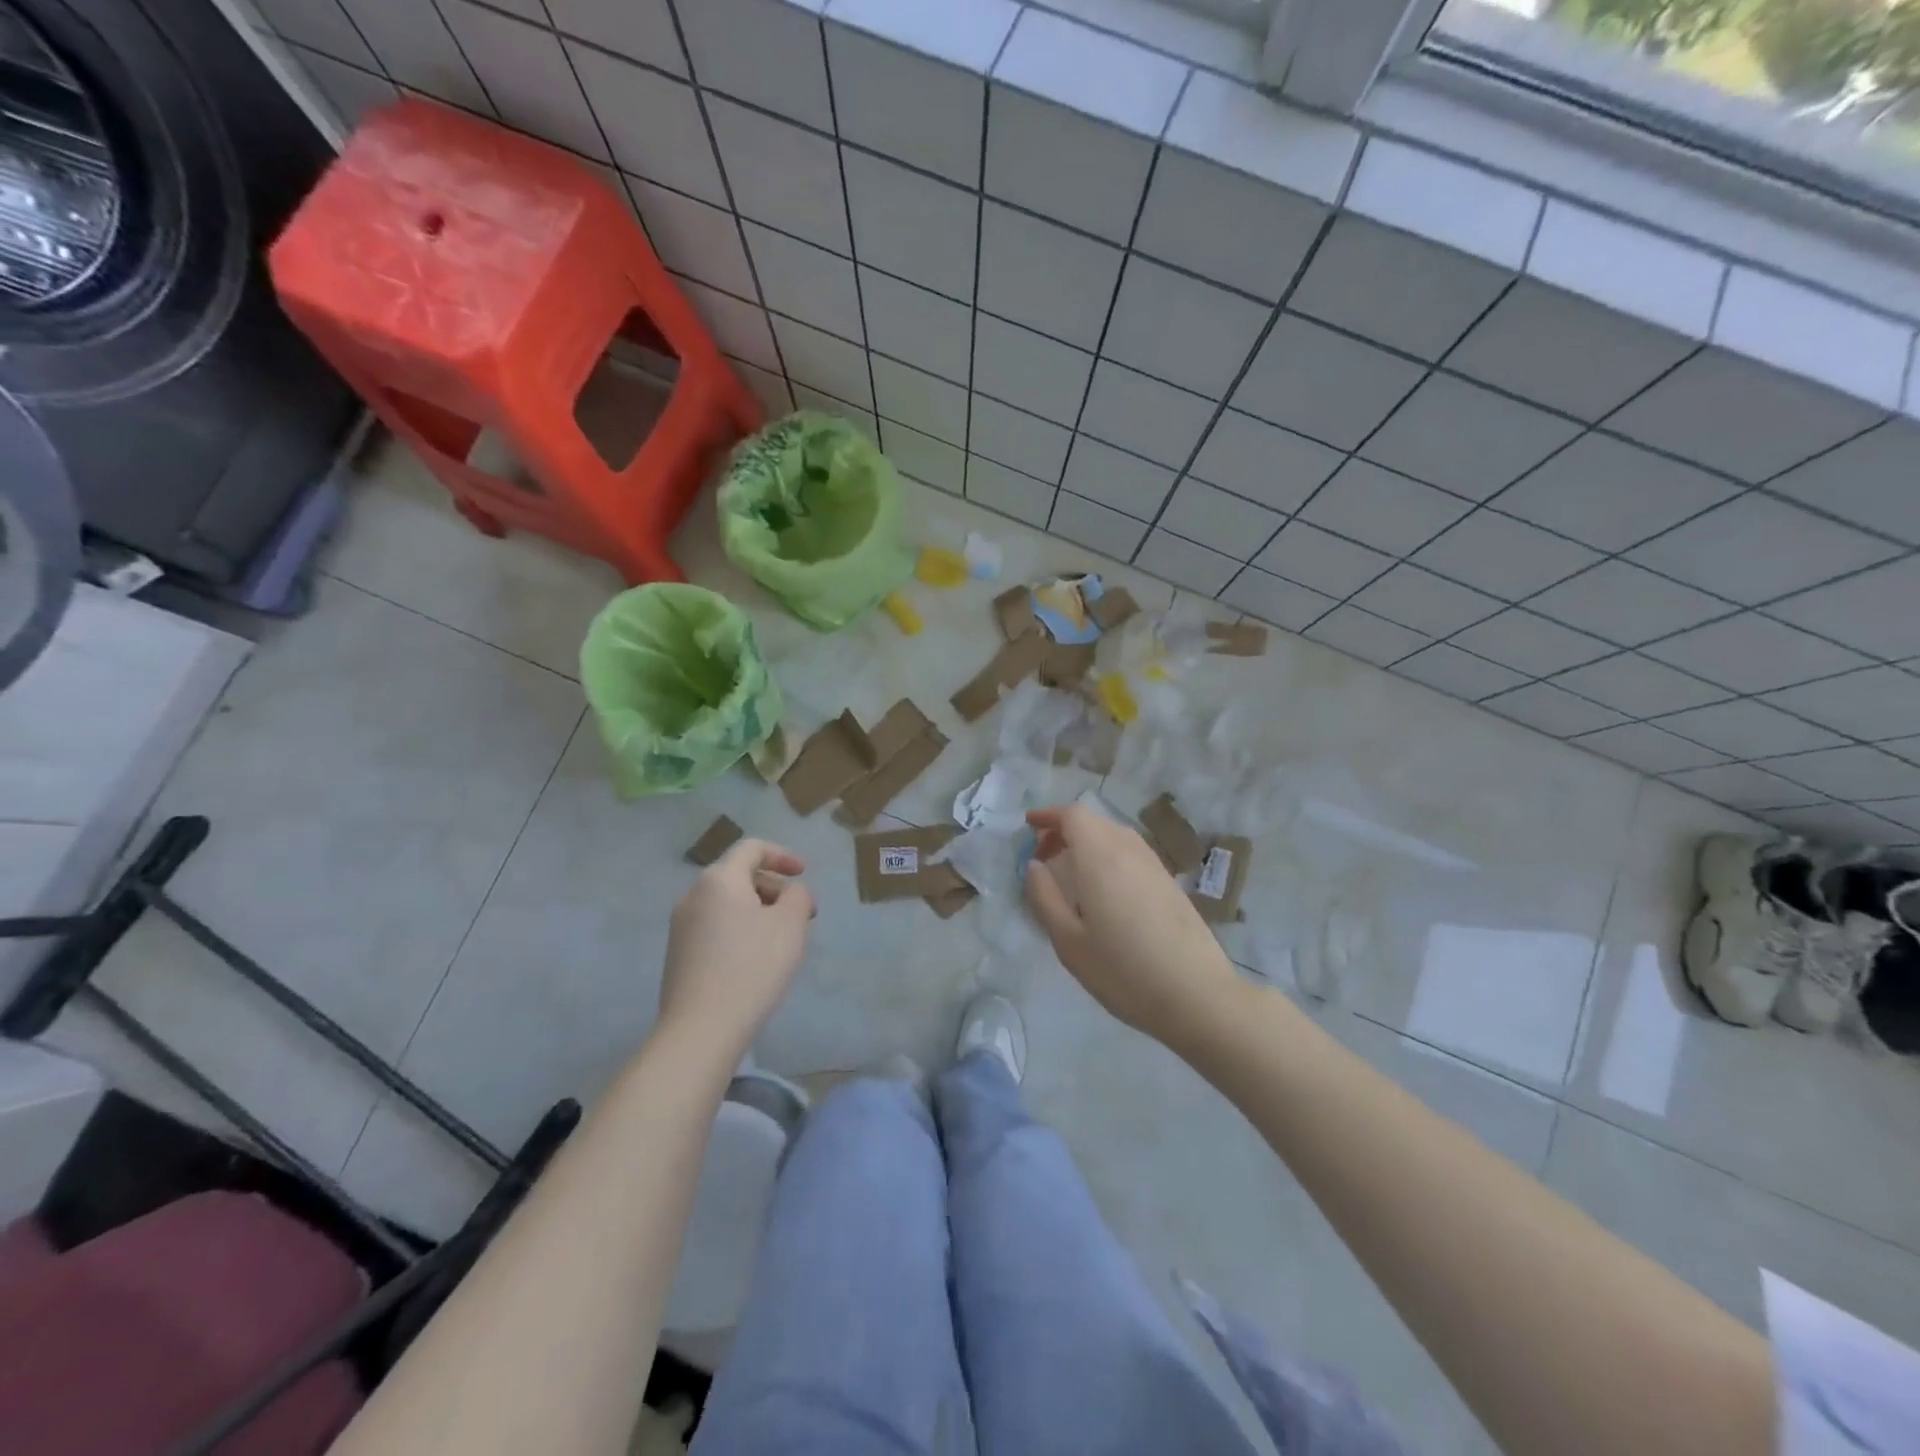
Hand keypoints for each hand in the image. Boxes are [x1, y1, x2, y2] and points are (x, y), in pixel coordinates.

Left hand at [659, 838, 814, 1058]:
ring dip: (758, 910)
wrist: (701, 1029)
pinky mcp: (678, 955)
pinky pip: (715, 927)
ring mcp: (681, 926)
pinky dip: (739, 929)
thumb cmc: (752, 966)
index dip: (782, 855)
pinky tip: (755, 959)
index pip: (751, 848)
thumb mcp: (791, 924)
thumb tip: (790, 893)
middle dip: (773, 887)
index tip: (804, 873)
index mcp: (719, 879)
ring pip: (727, 903)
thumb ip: (798, 896)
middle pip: (738, 875)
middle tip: (801, 914)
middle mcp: (693, 895)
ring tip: (782, 939)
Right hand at [1024, 805, 1243, 1046]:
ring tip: (1072, 874)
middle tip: (1044, 857)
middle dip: (1065, 830)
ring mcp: (1154, 865)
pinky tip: (1105, 891)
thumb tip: (1033, 865)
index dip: (1049, 816)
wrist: (1197, 996)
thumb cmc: (1123, 971)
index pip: (1074, 815)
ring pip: (1115, 836)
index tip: (1029, 828)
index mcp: (1100, 858)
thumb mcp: (1069, 942)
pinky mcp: (1170, 883)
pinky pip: (1132, 853)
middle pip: (1094, 822)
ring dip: (1089, 843)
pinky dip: (1109, 856)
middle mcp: (1129, 851)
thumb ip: (1045, 898)